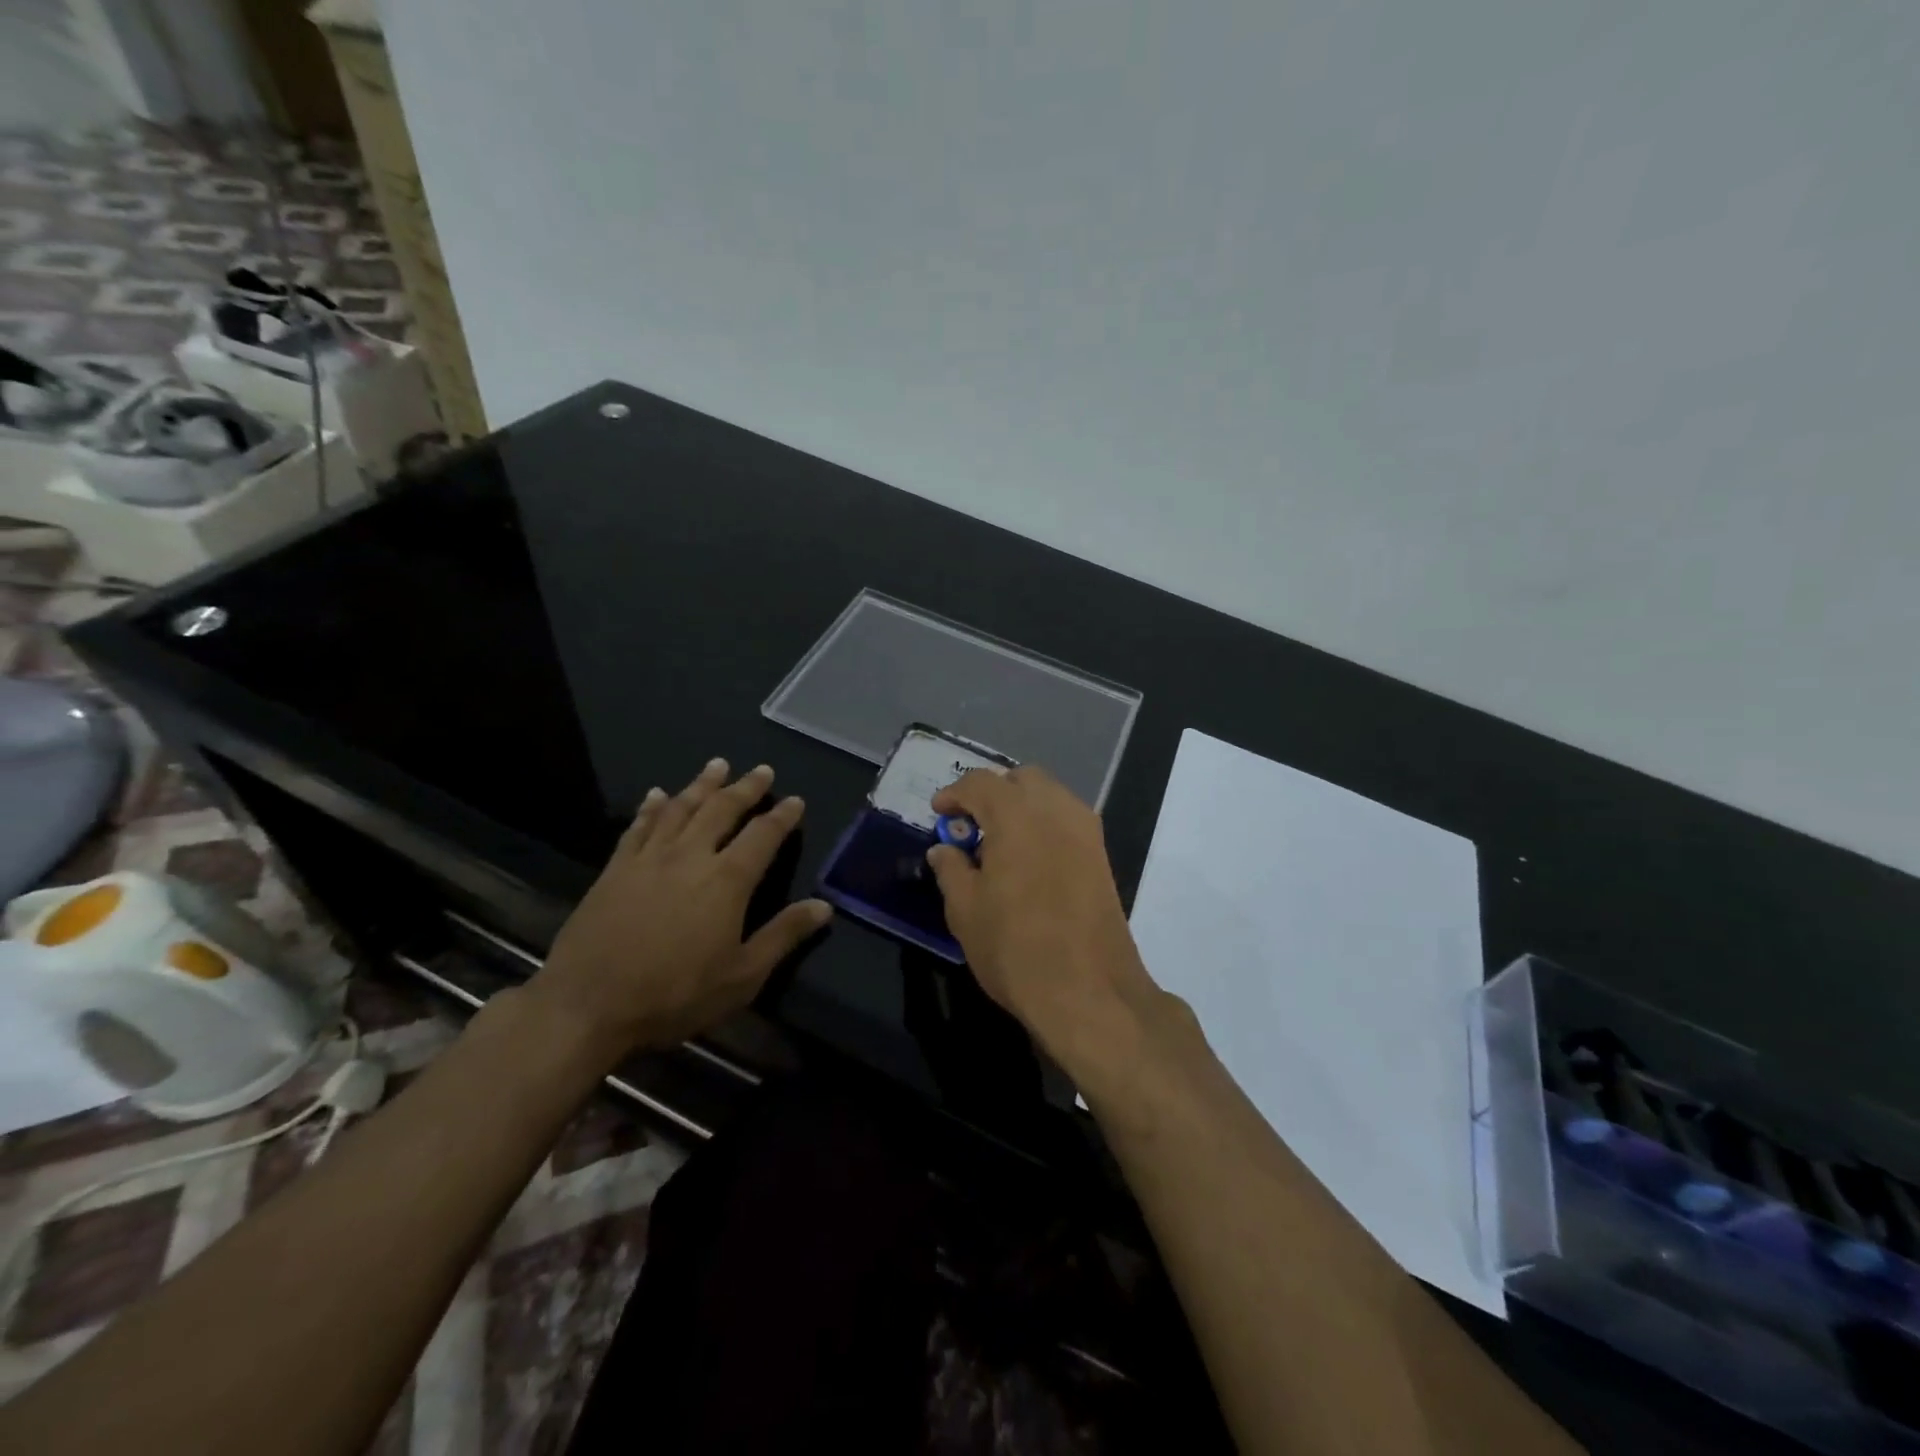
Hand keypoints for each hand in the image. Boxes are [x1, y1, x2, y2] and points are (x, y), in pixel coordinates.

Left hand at [531, 758, 829, 1056]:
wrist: (588, 1005)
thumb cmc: (675, 994)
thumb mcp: (743, 976)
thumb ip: (784, 935)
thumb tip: (824, 906)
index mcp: (727, 880)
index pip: (763, 835)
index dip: (782, 816)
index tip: (795, 800)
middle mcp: (690, 856)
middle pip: (722, 810)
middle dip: (745, 788)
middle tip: (762, 770)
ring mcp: (649, 859)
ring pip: (680, 808)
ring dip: (702, 784)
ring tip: (718, 765)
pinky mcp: (615, 869)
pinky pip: (638, 826)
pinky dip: (651, 807)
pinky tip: (657, 794)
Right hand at [927, 767, 1161, 1065]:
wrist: (1089, 990)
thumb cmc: (1015, 948)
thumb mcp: (965, 910)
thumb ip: (951, 870)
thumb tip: (944, 849)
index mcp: (1016, 814)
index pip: (980, 782)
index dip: (955, 793)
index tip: (940, 812)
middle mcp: (1056, 809)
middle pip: (1022, 778)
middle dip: (993, 791)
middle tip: (972, 823)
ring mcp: (1085, 831)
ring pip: (1050, 795)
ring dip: (1022, 805)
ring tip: (1000, 841)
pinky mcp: (1102, 855)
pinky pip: (1068, 820)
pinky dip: (1045, 823)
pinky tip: (1030, 858)